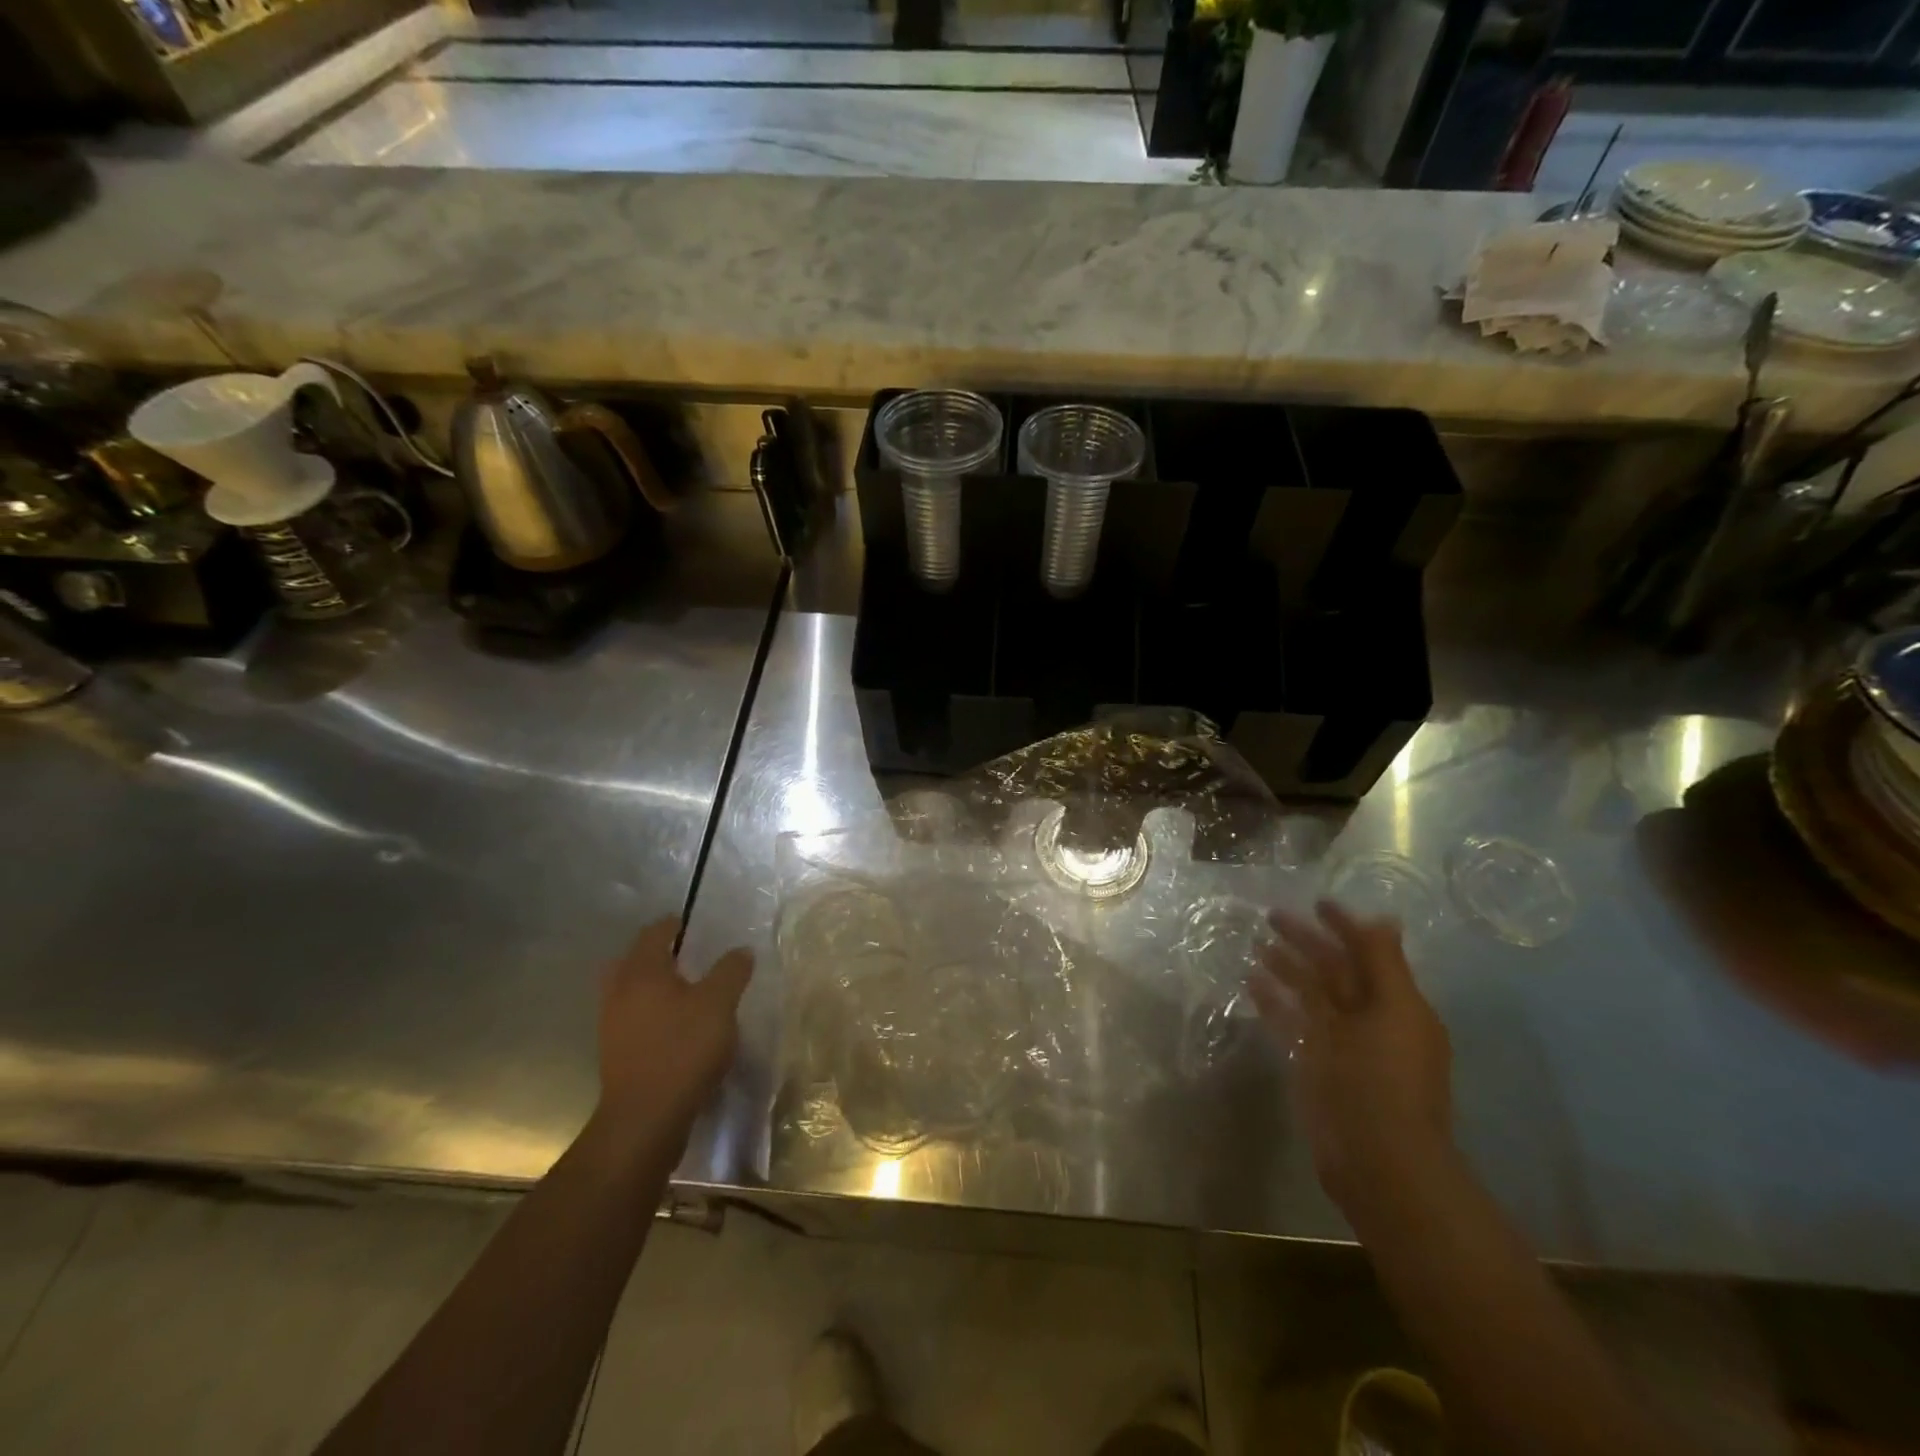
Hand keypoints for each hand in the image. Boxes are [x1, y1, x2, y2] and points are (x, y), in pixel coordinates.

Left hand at [594, 918, 753, 1150]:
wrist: (645, 1118)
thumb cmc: (683, 1049)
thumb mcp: (719, 1004)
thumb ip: (731, 971)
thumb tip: (741, 950)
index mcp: (642, 972)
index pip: (654, 934)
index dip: (673, 925)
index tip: (690, 924)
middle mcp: (620, 992)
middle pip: (633, 961)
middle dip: (656, 954)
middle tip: (685, 955)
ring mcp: (613, 1025)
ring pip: (630, 991)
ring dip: (652, 985)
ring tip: (683, 990)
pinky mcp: (616, 1053)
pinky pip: (632, 1018)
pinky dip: (650, 1012)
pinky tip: (674, 1025)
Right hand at [1248, 900, 1453, 1222]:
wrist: (1376, 1159)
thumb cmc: (1386, 1079)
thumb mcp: (1393, 1012)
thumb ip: (1384, 964)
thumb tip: (1384, 918)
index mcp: (1397, 1006)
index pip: (1368, 953)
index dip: (1345, 926)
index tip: (1317, 902)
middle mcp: (1369, 1019)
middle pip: (1334, 970)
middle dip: (1307, 942)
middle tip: (1271, 916)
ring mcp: (1339, 1043)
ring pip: (1310, 994)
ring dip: (1287, 968)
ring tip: (1257, 945)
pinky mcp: (1313, 1064)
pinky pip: (1291, 1022)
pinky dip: (1274, 1002)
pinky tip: (1252, 982)